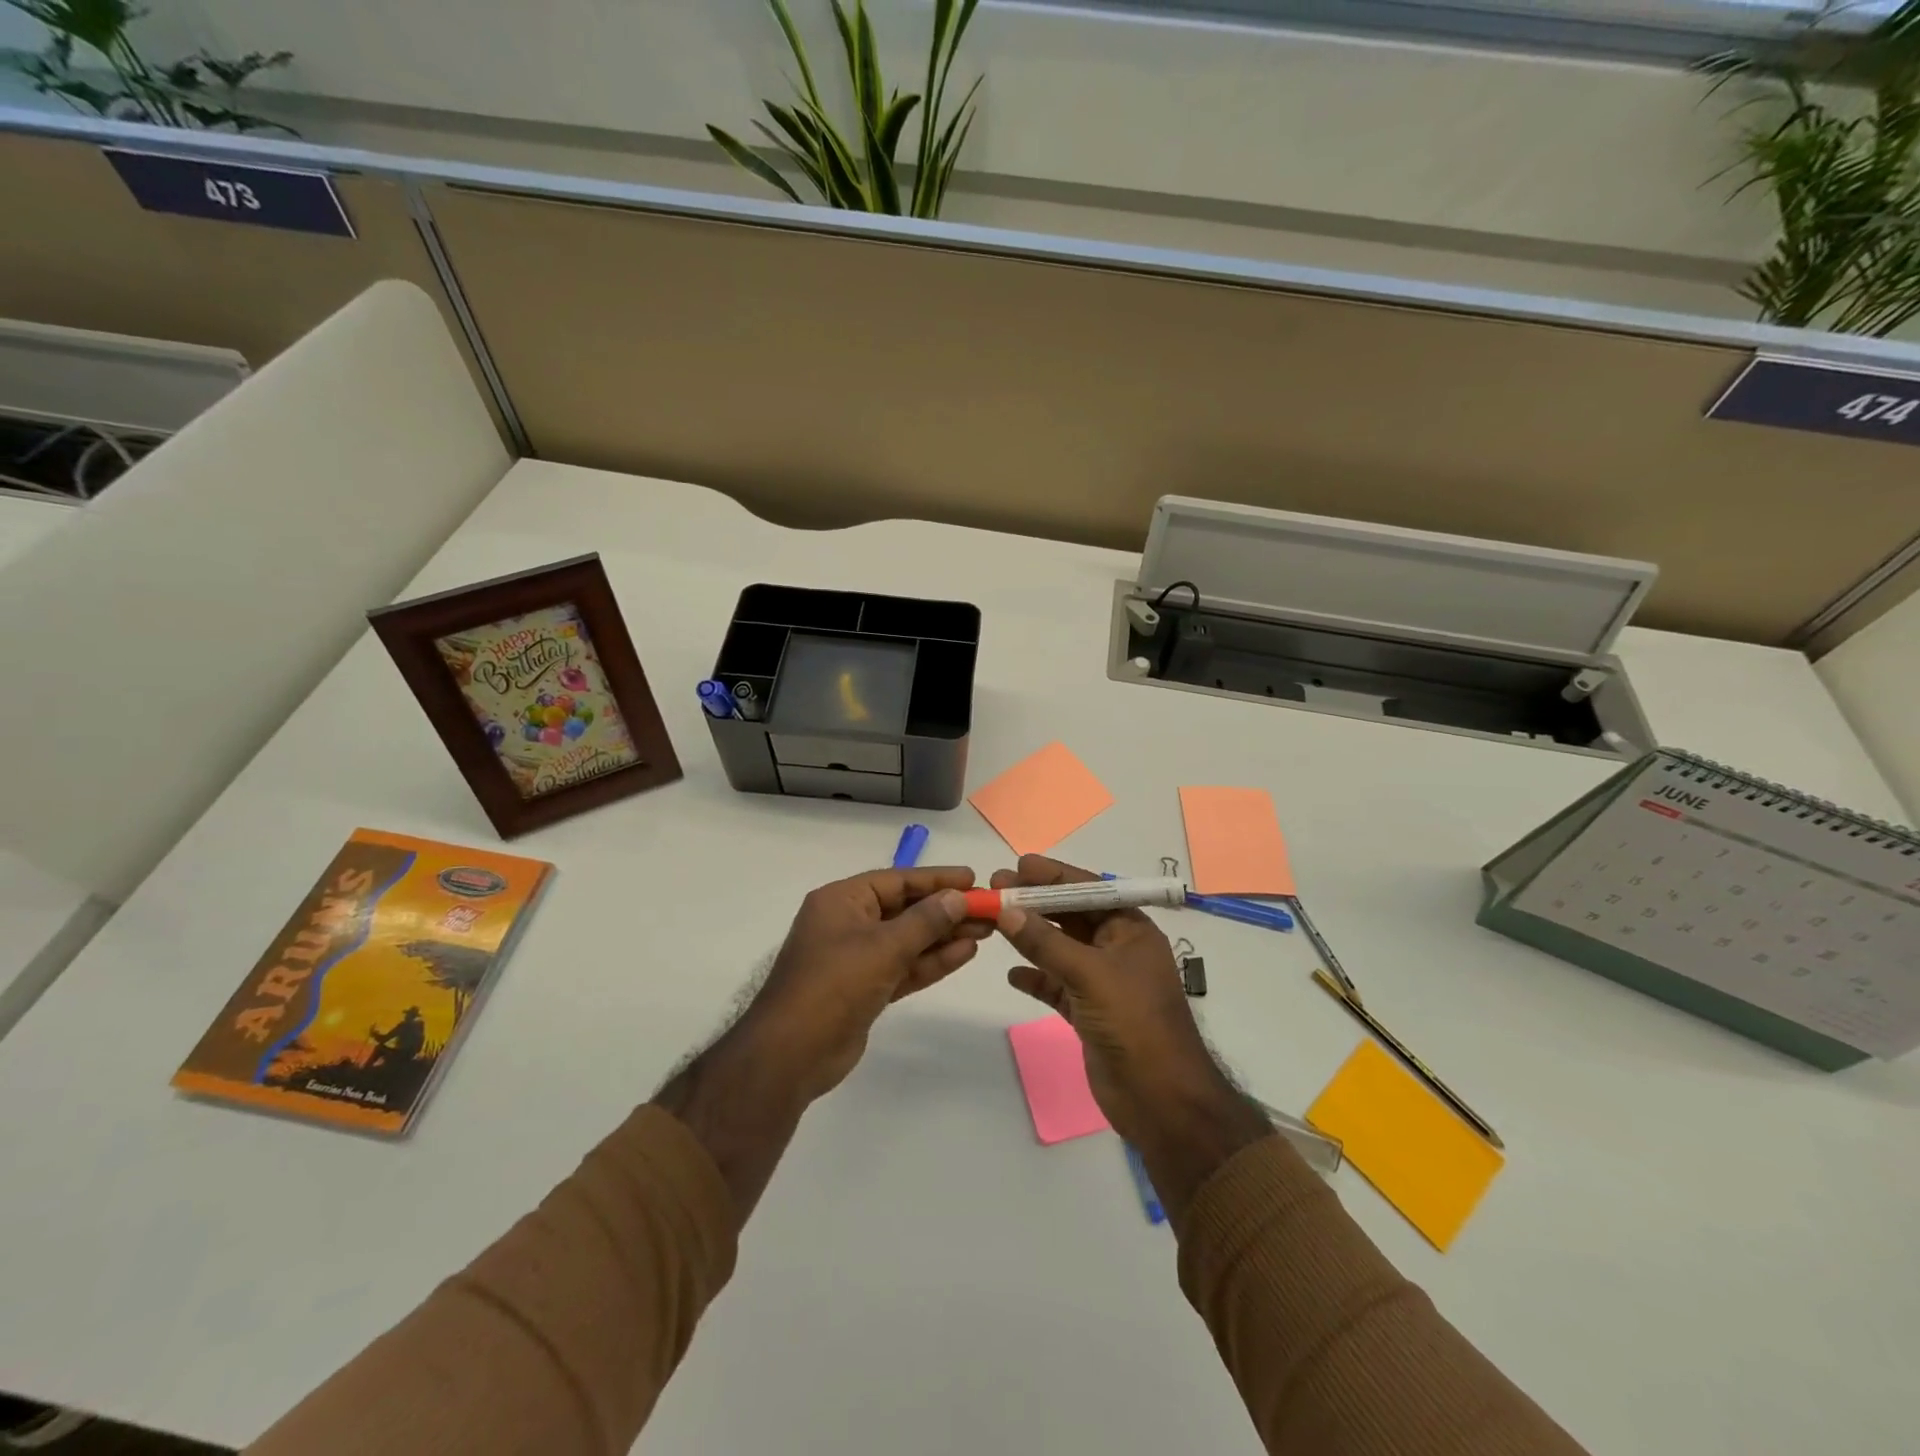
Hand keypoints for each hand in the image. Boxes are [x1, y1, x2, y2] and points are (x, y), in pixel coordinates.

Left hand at [741, 866, 986, 1102]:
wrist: (792, 1054)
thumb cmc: (834, 985)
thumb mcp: (884, 947)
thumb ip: (925, 921)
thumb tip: (958, 898)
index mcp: (842, 901)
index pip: (897, 880)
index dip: (936, 879)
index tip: (973, 879)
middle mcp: (848, 923)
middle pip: (905, 909)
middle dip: (946, 910)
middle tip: (989, 910)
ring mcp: (856, 958)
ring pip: (908, 940)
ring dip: (944, 936)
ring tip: (986, 931)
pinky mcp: (865, 989)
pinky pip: (903, 966)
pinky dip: (931, 961)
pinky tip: (964, 954)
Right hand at [994, 855, 1273, 1217]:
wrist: (1161, 1100)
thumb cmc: (1134, 1023)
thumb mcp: (1090, 974)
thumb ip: (1045, 942)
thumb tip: (1006, 909)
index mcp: (1130, 930)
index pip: (1088, 890)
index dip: (1052, 876)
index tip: (1016, 866)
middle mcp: (1116, 949)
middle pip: (1070, 916)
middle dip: (1035, 903)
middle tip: (995, 890)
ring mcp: (1101, 982)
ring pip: (1059, 949)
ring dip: (1030, 936)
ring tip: (994, 921)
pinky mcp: (1088, 1012)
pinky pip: (1056, 984)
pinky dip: (1035, 977)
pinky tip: (1012, 974)